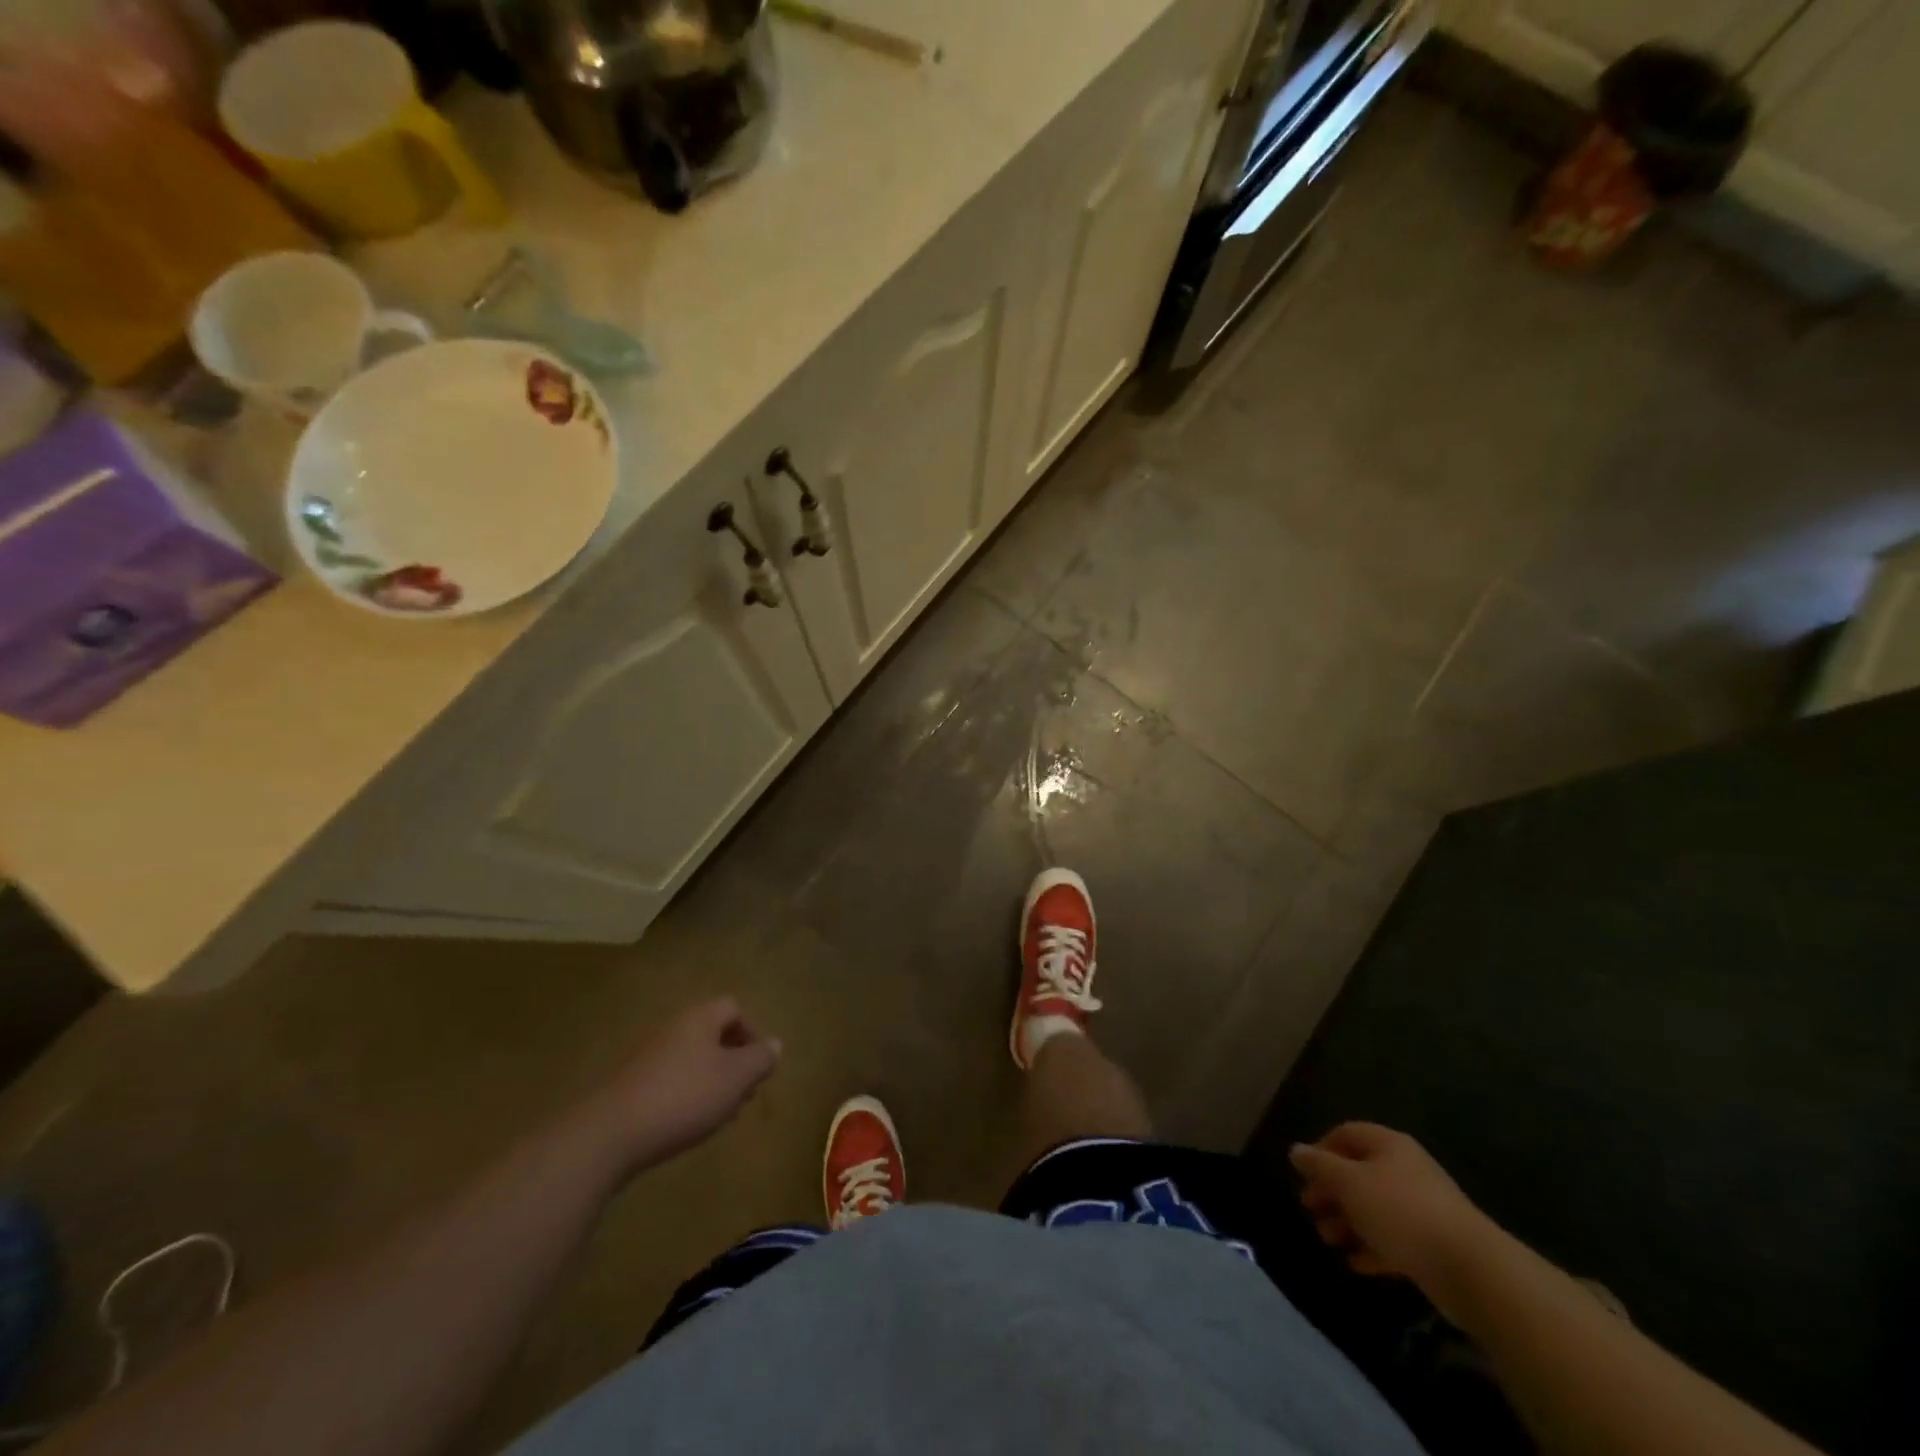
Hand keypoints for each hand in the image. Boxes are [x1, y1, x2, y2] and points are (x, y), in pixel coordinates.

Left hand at [595, 998, 781, 1170]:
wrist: (608, 1135)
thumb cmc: (683, 1097)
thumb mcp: (735, 1078)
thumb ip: (760, 1059)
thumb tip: (775, 1044)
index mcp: (700, 1018)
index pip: (734, 1008)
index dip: (752, 1032)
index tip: (758, 1066)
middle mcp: (673, 1028)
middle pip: (713, 1034)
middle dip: (733, 1062)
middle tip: (743, 1095)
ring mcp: (648, 1057)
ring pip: (692, 1060)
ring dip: (712, 1082)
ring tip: (719, 1116)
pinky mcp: (631, 1086)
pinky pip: (670, 1081)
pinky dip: (686, 1097)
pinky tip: (687, 1125)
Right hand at [1289, 1123, 1497, 1300]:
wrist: (1471, 1269)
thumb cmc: (1401, 1212)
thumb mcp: (1350, 1183)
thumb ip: (1320, 1166)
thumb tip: (1296, 1150)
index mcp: (1388, 1145)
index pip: (1346, 1134)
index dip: (1321, 1150)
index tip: (1304, 1175)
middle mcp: (1405, 1170)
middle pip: (1358, 1173)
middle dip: (1331, 1192)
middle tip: (1311, 1211)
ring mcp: (1421, 1208)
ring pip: (1374, 1208)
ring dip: (1347, 1222)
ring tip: (1329, 1241)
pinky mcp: (1432, 1244)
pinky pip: (1393, 1239)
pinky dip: (1371, 1248)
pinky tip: (1354, 1263)